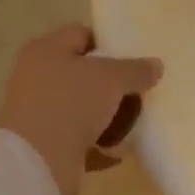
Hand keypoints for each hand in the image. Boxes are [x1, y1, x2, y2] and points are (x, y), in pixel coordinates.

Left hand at [0, 25, 163, 194]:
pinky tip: (120, 152)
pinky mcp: (46, 144)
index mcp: (47, 51)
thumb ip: (135, 70)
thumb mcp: (111, 79)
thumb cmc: (71, 104)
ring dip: (107, 116)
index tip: (136, 58)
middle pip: (82, 74)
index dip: (109, 43)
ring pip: (81, 108)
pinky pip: (80, 140)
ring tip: (135, 122)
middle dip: (112, 84)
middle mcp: (37, 77)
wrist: (38, 160)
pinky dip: (99, 145)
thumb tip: (156, 65)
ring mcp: (40, 112)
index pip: (81, 35)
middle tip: (140, 91)